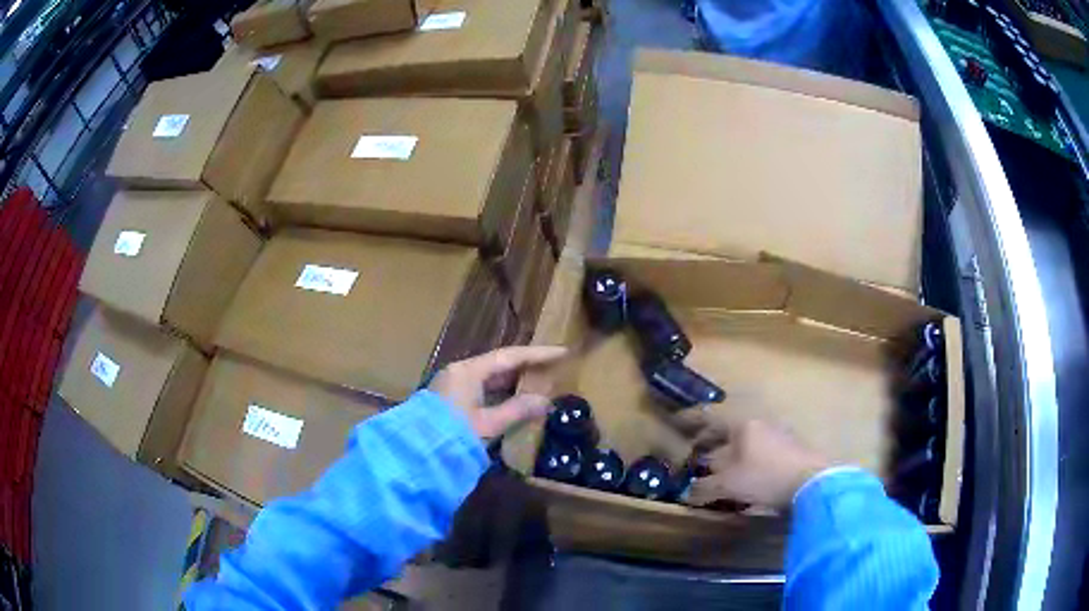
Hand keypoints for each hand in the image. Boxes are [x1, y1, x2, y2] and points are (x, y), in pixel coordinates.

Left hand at [429, 346, 566, 439]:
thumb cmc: (453, 434)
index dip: (537, 354)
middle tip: (553, 368)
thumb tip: (545, 401)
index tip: (561, 352)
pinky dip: (500, 393)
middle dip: (526, 367)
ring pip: (489, 378)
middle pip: (499, 365)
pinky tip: (515, 402)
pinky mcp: (450, 400)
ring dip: (513, 382)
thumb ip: (517, 410)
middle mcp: (459, 372)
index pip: (509, 356)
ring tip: (540, 384)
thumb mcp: (488, 424)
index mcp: (468, 371)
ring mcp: (452, 385)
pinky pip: (481, 389)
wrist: (415, 454)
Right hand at [688, 418, 832, 508]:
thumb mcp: (728, 484)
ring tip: (718, 471)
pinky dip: (747, 462)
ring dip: (729, 454)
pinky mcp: (792, 451)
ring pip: (746, 442)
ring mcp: (779, 436)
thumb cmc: (764, 476)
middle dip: (710, 441)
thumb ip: (704, 487)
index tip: (676, 423)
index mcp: (742, 424)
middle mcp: (760, 424)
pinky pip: (760, 452)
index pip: (710, 417)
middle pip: (729, 429)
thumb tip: (687, 493)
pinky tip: (745, 479)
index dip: (692, 420)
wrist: (812, 482)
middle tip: (695, 454)